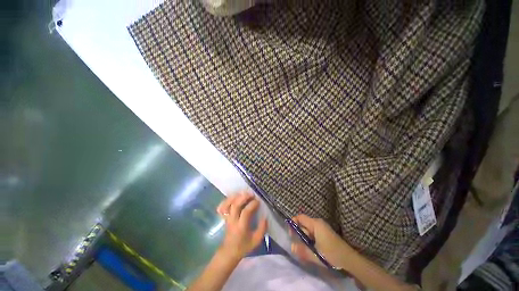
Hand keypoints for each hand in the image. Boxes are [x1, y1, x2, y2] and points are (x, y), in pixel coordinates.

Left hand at [216, 192, 267, 259]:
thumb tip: (265, 217)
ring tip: (243, 193)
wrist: (229, 252)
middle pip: (235, 205)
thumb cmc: (244, 246)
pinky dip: (227, 200)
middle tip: (251, 194)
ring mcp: (227, 218)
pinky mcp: (224, 217)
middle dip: (243, 197)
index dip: (252, 205)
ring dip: (236, 197)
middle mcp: (233, 221)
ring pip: (228, 204)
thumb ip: (262, 229)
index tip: (258, 202)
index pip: (246, 212)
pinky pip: (223, 206)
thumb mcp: (256, 241)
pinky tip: (233, 196)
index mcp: (241, 227)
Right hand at [290, 214, 354, 268]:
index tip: (291, 234)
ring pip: (308, 230)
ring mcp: (322, 228)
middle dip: (300, 235)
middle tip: (299, 246)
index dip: (293, 223)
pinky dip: (310, 241)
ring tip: (306, 251)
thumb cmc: (332, 254)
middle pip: (304, 224)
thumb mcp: (315, 254)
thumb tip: (291, 247)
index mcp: (315, 224)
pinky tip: (312, 250)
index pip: (300, 217)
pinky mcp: (325, 233)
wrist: (349, 260)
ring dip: (305, 240)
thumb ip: (302, 250)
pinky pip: (313, 234)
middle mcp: (318, 223)